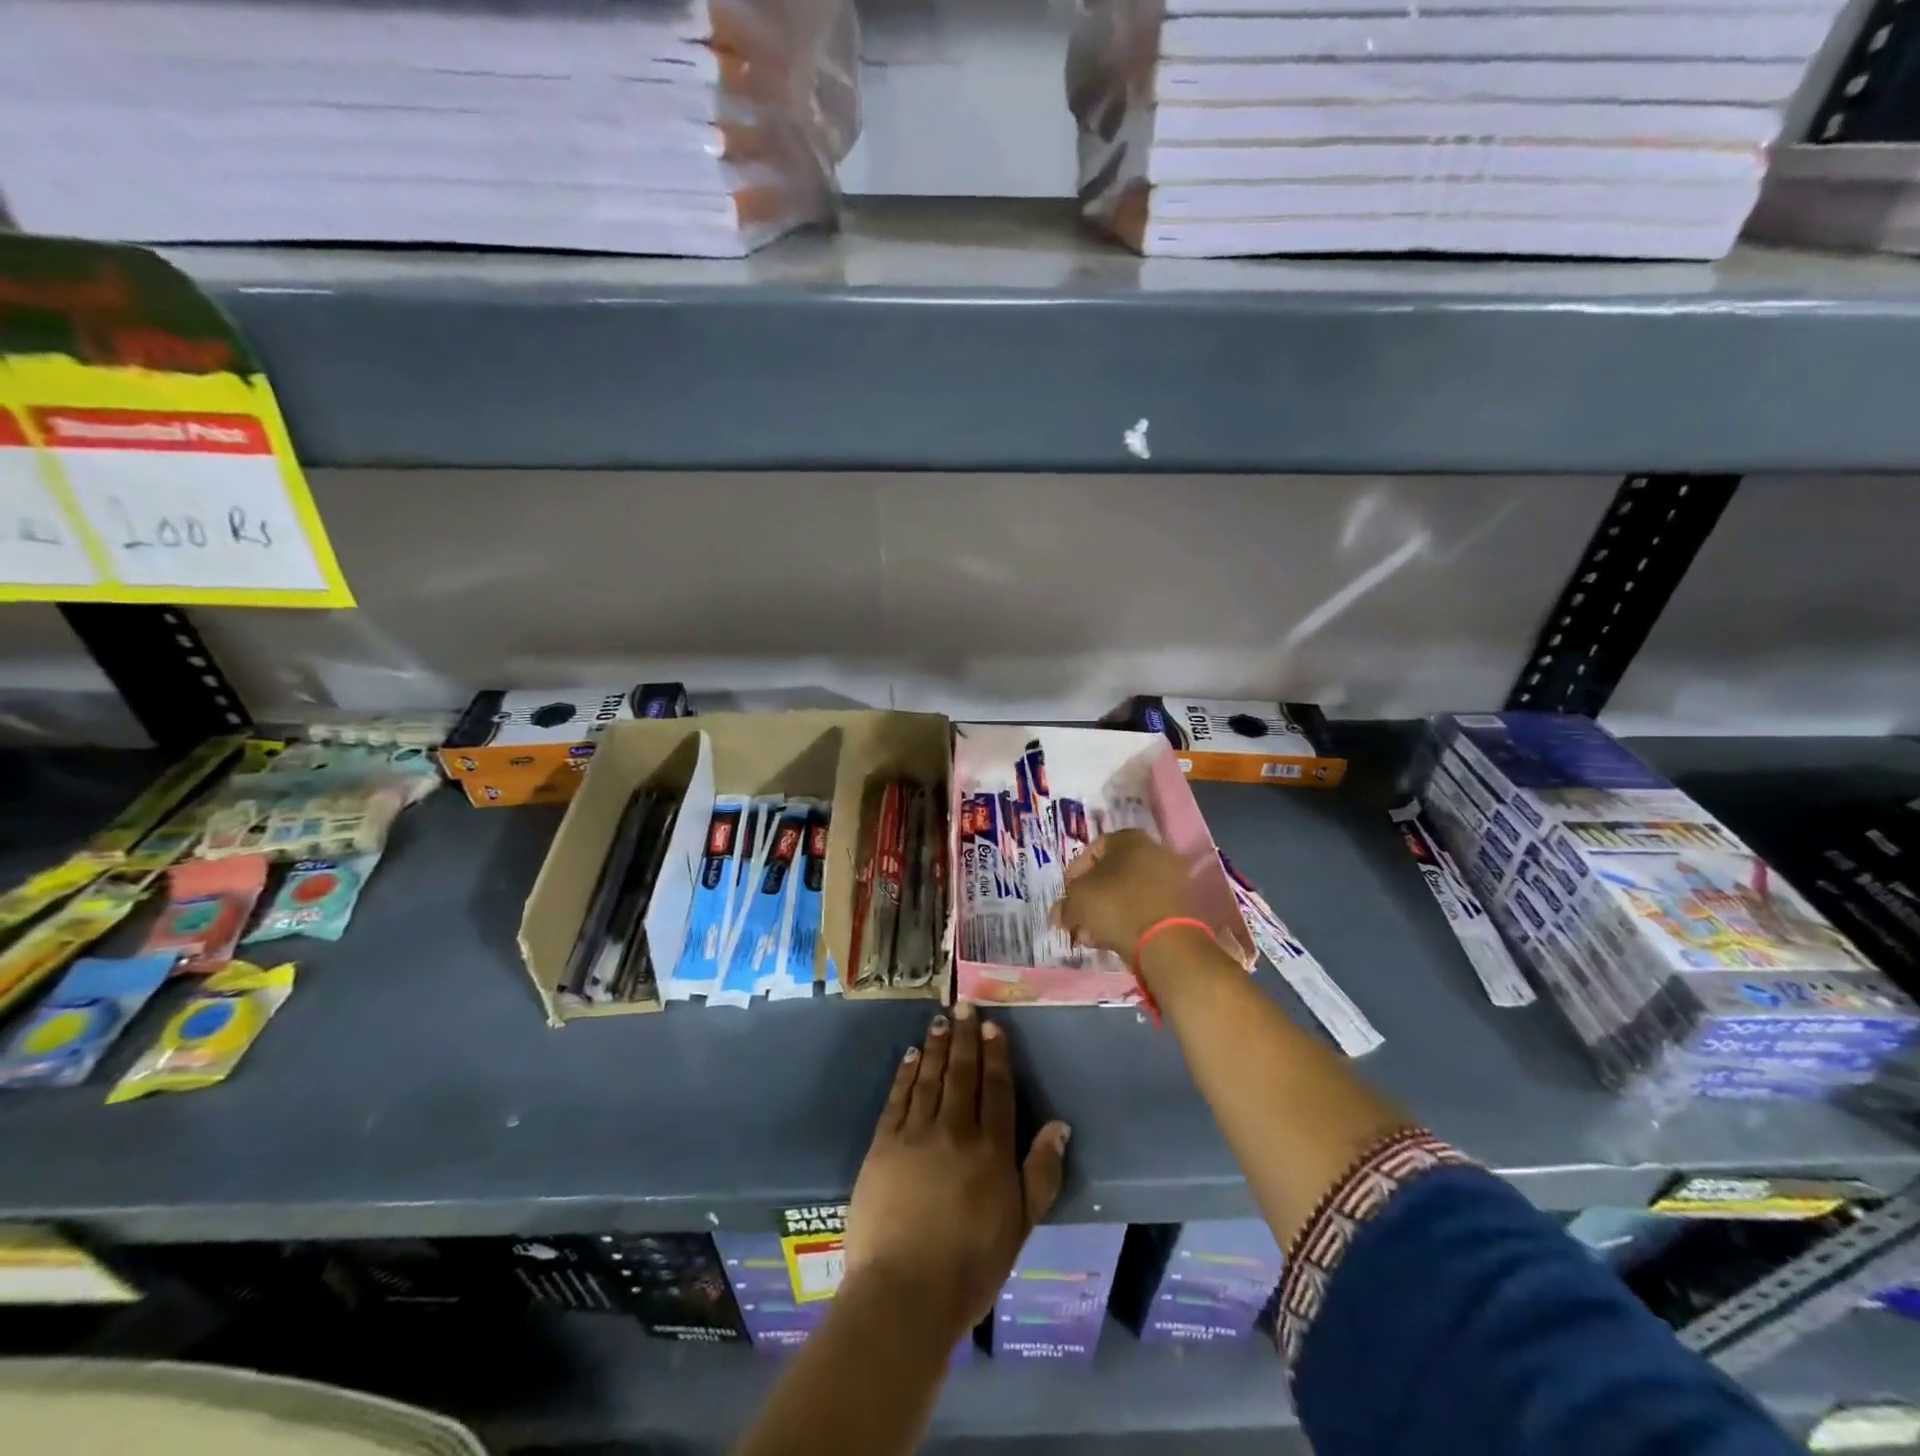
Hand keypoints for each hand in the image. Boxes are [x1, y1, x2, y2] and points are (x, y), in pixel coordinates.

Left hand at [845, 1003, 1071, 1340]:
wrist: (905, 1294)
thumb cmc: (971, 1266)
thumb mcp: (1020, 1225)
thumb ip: (1041, 1173)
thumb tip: (1059, 1125)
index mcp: (991, 1149)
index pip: (997, 1089)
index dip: (996, 1054)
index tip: (992, 1025)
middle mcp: (955, 1130)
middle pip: (962, 1073)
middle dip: (965, 1036)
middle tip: (964, 1004)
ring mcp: (915, 1134)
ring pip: (930, 1077)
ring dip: (937, 1046)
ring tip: (940, 1020)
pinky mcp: (883, 1144)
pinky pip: (897, 1098)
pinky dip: (906, 1073)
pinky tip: (911, 1055)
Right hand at [1052, 829, 1197, 956]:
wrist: (1166, 942)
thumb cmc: (1116, 906)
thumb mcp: (1077, 900)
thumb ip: (1065, 904)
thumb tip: (1060, 914)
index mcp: (1129, 838)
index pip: (1092, 851)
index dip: (1073, 875)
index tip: (1066, 897)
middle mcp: (1154, 851)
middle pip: (1110, 874)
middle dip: (1090, 899)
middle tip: (1076, 920)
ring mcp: (1171, 879)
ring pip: (1127, 894)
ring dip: (1105, 913)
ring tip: (1090, 936)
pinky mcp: (1180, 906)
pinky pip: (1144, 909)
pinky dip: (1126, 921)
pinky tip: (1110, 940)